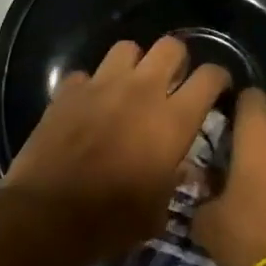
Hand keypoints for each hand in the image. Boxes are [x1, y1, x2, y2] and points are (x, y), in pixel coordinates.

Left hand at [4, 37, 229, 258]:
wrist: (47, 216)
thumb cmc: (112, 220)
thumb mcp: (158, 211)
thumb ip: (174, 180)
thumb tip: (180, 168)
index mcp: (173, 120)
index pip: (209, 77)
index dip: (219, 78)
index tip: (218, 89)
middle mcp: (142, 91)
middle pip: (171, 46)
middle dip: (177, 60)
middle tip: (173, 82)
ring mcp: (102, 85)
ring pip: (127, 48)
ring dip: (134, 64)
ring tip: (130, 85)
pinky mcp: (68, 91)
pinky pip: (85, 75)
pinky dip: (90, 86)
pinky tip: (89, 104)